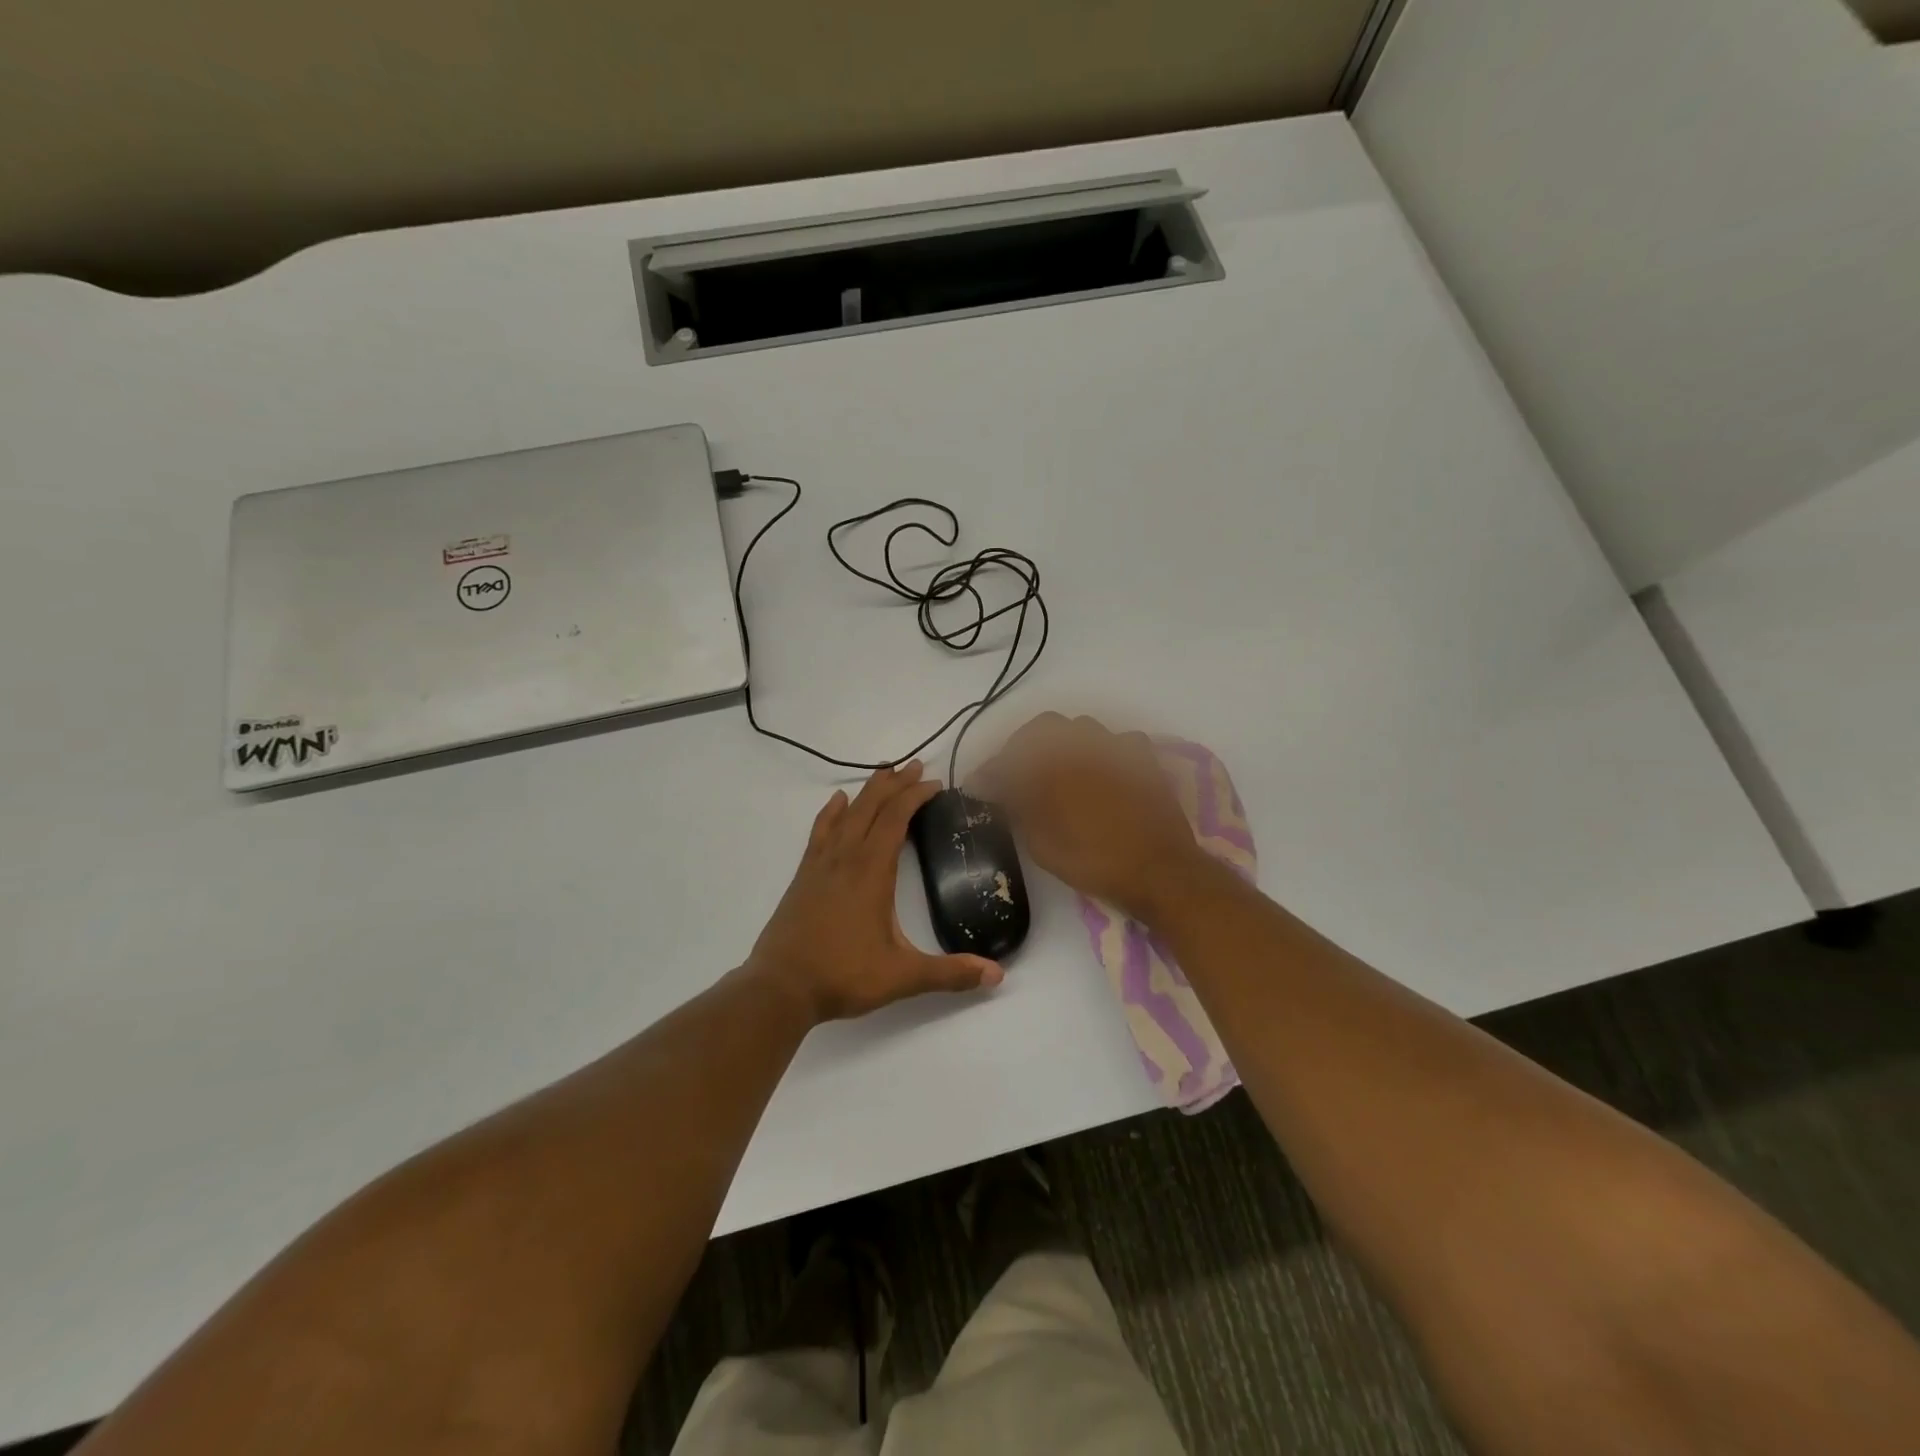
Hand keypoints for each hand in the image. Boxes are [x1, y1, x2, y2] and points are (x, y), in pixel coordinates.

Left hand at [748, 761, 1004, 1021]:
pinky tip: (837, 801)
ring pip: (846, 813)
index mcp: (872, 871)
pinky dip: (831, 812)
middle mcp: (846, 858)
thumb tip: (998, 975)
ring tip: (884, 773)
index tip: (936, 784)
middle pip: (871, 807)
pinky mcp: (804, 876)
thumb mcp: (902, 977)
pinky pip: (820, 831)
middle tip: (915, 766)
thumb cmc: (843, 976)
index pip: (896, 818)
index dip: (916, 796)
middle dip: (895, 784)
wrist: (780, 988)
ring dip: (867, 791)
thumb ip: (950, 973)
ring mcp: (820, 864)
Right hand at [975, 713, 1210, 922]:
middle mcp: (1083, 745)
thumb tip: (994, 789)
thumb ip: (1016, 807)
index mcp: (1052, 763)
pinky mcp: (1142, 758)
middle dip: (1023, 749)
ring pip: (1080, 730)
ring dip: (1061, 746)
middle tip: (1015, 777)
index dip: (990, 772)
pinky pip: (1115, 742)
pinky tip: (1097, 773)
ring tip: (1055, 773)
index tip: (979, 787)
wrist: (1159, 870)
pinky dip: (1100, 752)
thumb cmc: (1093, 861)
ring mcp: (1116, 748)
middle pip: (1042, 730)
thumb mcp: (1041, 842)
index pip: (1009, 758)